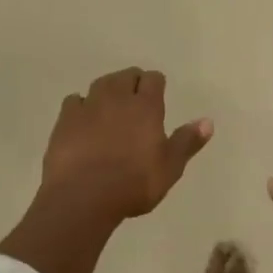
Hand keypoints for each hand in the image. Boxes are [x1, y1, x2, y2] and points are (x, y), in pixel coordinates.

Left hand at [36, 67, 212, 227]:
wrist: (82, 197)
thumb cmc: (133, 184)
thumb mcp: (170, 168)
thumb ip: (187, 142)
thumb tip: (208, 121)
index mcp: (146, 106)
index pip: (153, 79)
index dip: (156, 85)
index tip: (157, 97)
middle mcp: (117, 97)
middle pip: (126, 75)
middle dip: (133, 82)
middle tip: (136, 102)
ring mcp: (88, 105)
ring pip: (101, 83)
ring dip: (108, 90)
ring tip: (111, 107)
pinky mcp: (65, 119)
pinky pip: (75, 100)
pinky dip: (81, 105)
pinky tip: (83, 120)